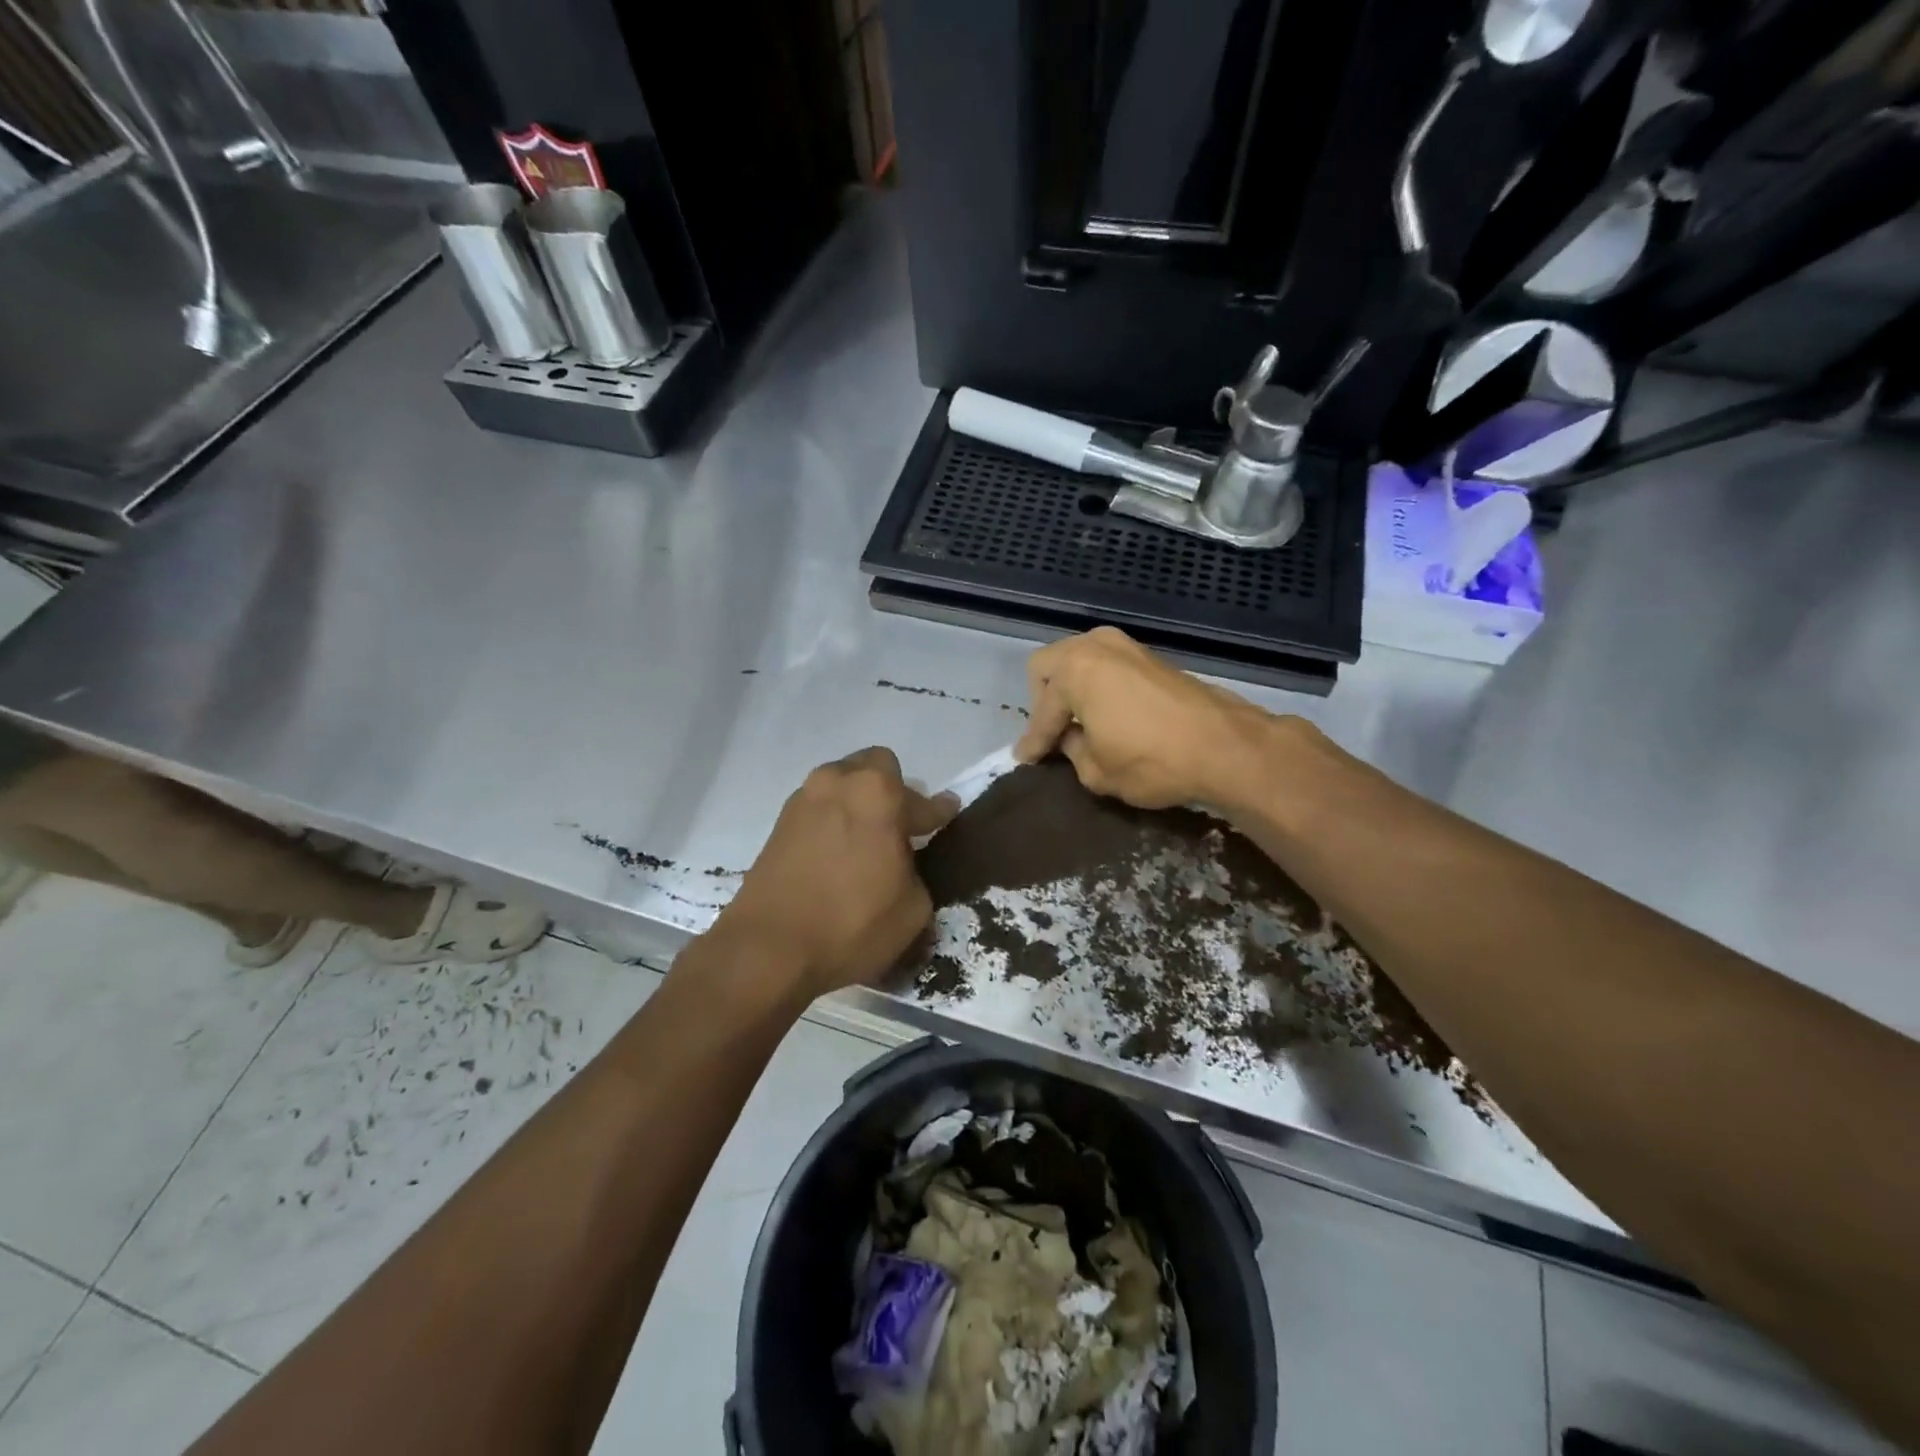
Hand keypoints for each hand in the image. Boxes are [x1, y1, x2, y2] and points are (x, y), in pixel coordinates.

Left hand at [714, 748, 958, 1001]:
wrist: (768, 950)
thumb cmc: (851, 925)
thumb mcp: (912, 909)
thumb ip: (916, 872)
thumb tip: (904, 864)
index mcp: (878, 793)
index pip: (922, 800)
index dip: (939, 811)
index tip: (948, 813)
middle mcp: (838, 782)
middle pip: (875, 767)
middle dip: (893, 790)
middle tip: (901, 827)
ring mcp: (803, 800)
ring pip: (842, 785)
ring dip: (858, 803)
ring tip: (867, 840)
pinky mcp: (778, 824)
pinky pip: (818, 809)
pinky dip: (833, 821)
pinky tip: (838, 854)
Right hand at [1014, 627, 1273, 809]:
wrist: (1225, 747)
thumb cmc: (1152, 761)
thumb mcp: (1096, 771)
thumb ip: (1071, 751)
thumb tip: (1068, 740)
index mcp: (1074, 670)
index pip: (1042, 710)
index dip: (1033, 740)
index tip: (1025, 759)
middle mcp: (1095, 646)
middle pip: (1050, 667)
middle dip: (1045, 701)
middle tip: (1053, 734)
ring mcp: (1126, 646)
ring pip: (1079, 661)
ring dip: (1072, 690)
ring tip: (1078, 725)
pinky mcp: (1150, 656)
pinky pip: (1106, 667)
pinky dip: (1097, 687)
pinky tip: (1106, 715)